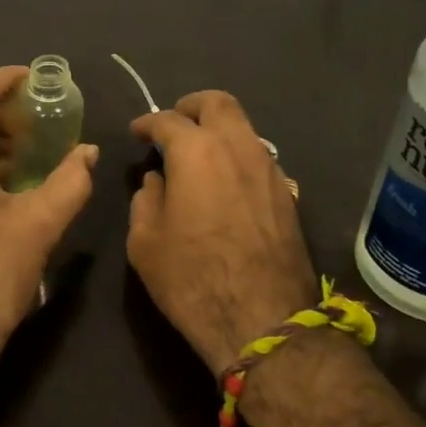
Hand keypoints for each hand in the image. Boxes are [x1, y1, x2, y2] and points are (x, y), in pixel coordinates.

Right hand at [128, 91, 317, 372]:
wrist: (264, 323)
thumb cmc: (191, 279)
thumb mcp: (145, 242)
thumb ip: (146, 200)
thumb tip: (157, 181)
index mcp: (196, 152)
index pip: (167, 120)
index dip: (147, 123)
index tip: (136, 133)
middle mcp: (238, 148)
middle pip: (218, 103)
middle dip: (191, 106)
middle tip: (174, 123)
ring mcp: (270, 170)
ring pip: (244, 129)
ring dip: (219, 132)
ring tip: (199, 156)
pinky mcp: (288, 196)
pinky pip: (259, 159)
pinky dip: (238, 158)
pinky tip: (226, 185)